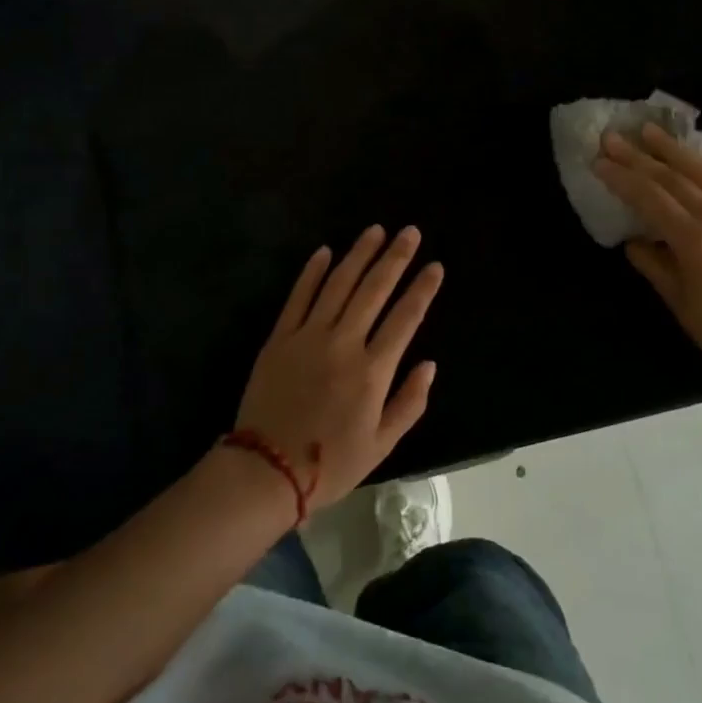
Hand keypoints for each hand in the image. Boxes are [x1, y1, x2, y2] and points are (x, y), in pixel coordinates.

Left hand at [234, 226, 441, 515]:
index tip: (435, 266)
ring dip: (359, 254)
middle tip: (410, 232)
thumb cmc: (330, 464)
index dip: (422, 289)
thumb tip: (429, 364)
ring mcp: (309, 335)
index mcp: (372, 370)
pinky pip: (299, 296)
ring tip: (375, 231)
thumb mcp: (381, 445)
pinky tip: (325, 251)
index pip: (405, 318)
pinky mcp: (281, 337)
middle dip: (395, 257)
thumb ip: (409, 403)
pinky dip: (312, 272)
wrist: (266, 471)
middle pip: (374, 289)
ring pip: (339, 283)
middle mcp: (343, 343)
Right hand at [595, 125, 701, 385]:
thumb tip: (635, 239)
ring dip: (675, 151)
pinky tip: (693, 161)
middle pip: (676, 178)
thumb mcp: (677, 299)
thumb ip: (652, 262)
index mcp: (698, 241)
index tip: (600, 160)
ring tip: (651, 132)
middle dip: (640, 156)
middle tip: (614, 137)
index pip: (651, 197)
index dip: (623, 177)